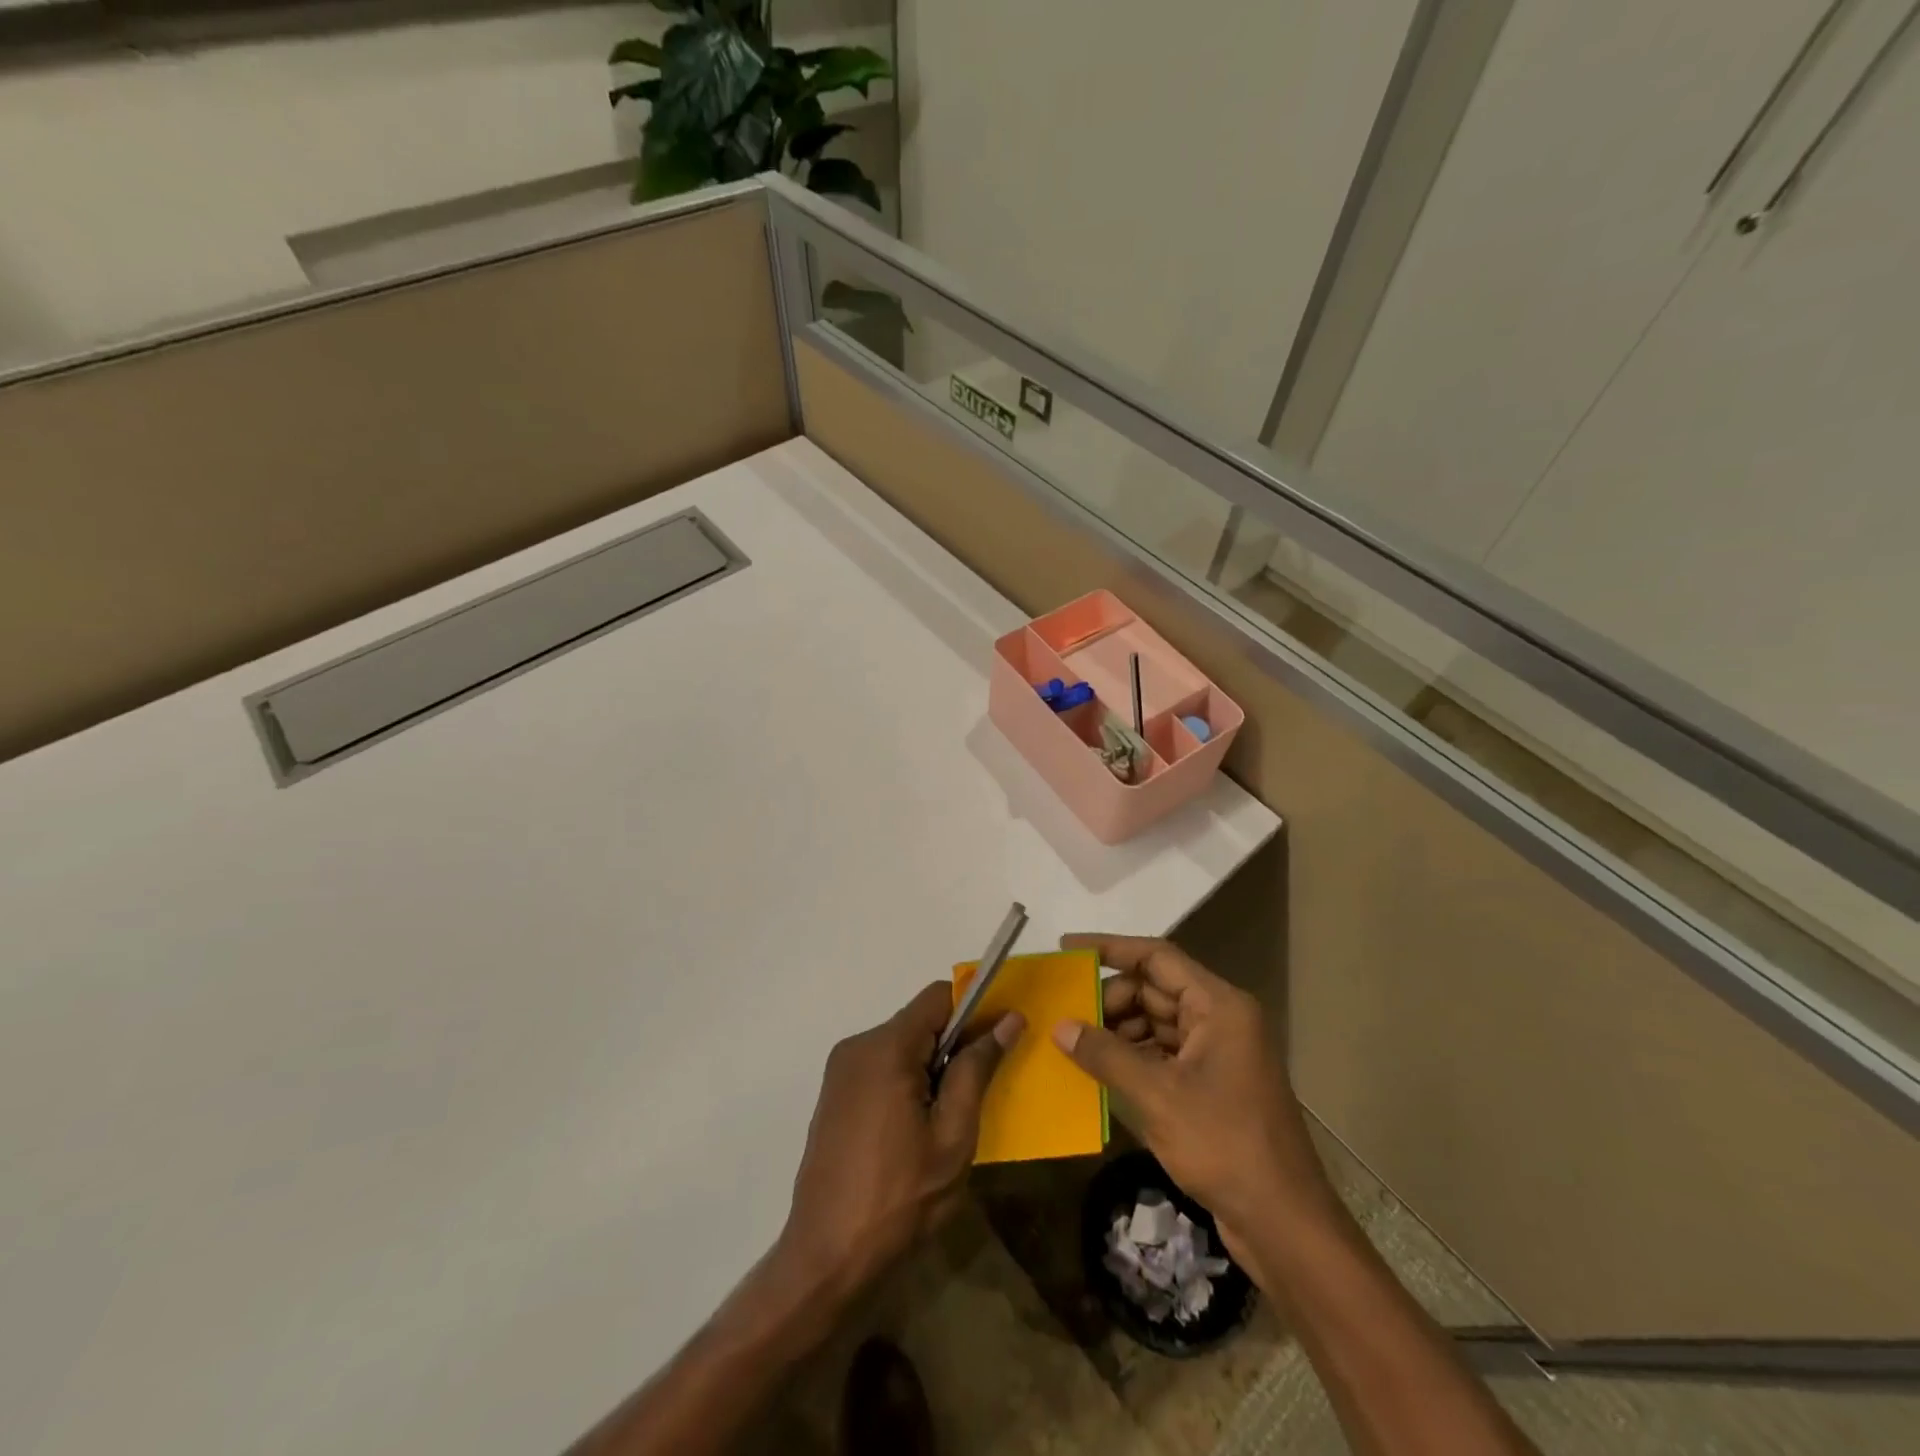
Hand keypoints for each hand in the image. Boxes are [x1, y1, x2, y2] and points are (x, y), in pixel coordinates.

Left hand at [780, 982, 1022, 1302]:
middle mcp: (858, 1046)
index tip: (995, 1046)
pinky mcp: (834, 1095)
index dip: (973, 1012)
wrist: (826, 1258)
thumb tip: (1008, 1019)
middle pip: (919, 1021)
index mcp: (886, 1047)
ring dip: (929, 1069)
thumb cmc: (900, 1199)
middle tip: (971, 1098)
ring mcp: (840, 1070)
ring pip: (901, 1046)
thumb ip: (977, 1070)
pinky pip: (881, 1067)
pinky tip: (911, 1133)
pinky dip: (905, 1082)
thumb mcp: (953, 1136)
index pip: (938, 997)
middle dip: (951, 1048)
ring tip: (941, 1124)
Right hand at [1049, 934, 1332, 1255]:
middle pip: (1155, 989)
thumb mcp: (1158, 1096)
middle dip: (1110, 998)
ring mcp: (1217, 1053)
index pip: (1157, 957)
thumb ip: (1106, 1055)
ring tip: (1074, 1042)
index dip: (1110, 948)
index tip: (1068, 949)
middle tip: (1066, 1013)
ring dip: (1118, 1029)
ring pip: (1157, 1022)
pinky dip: (1132, 1056)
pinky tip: (1100, 1070)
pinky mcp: (1211, 1084)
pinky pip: (1163, 1053)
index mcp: (1218, 1006)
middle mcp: (1220, 1019)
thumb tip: (1060, 1026)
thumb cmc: (1225, 1146)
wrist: (1285, 1225)